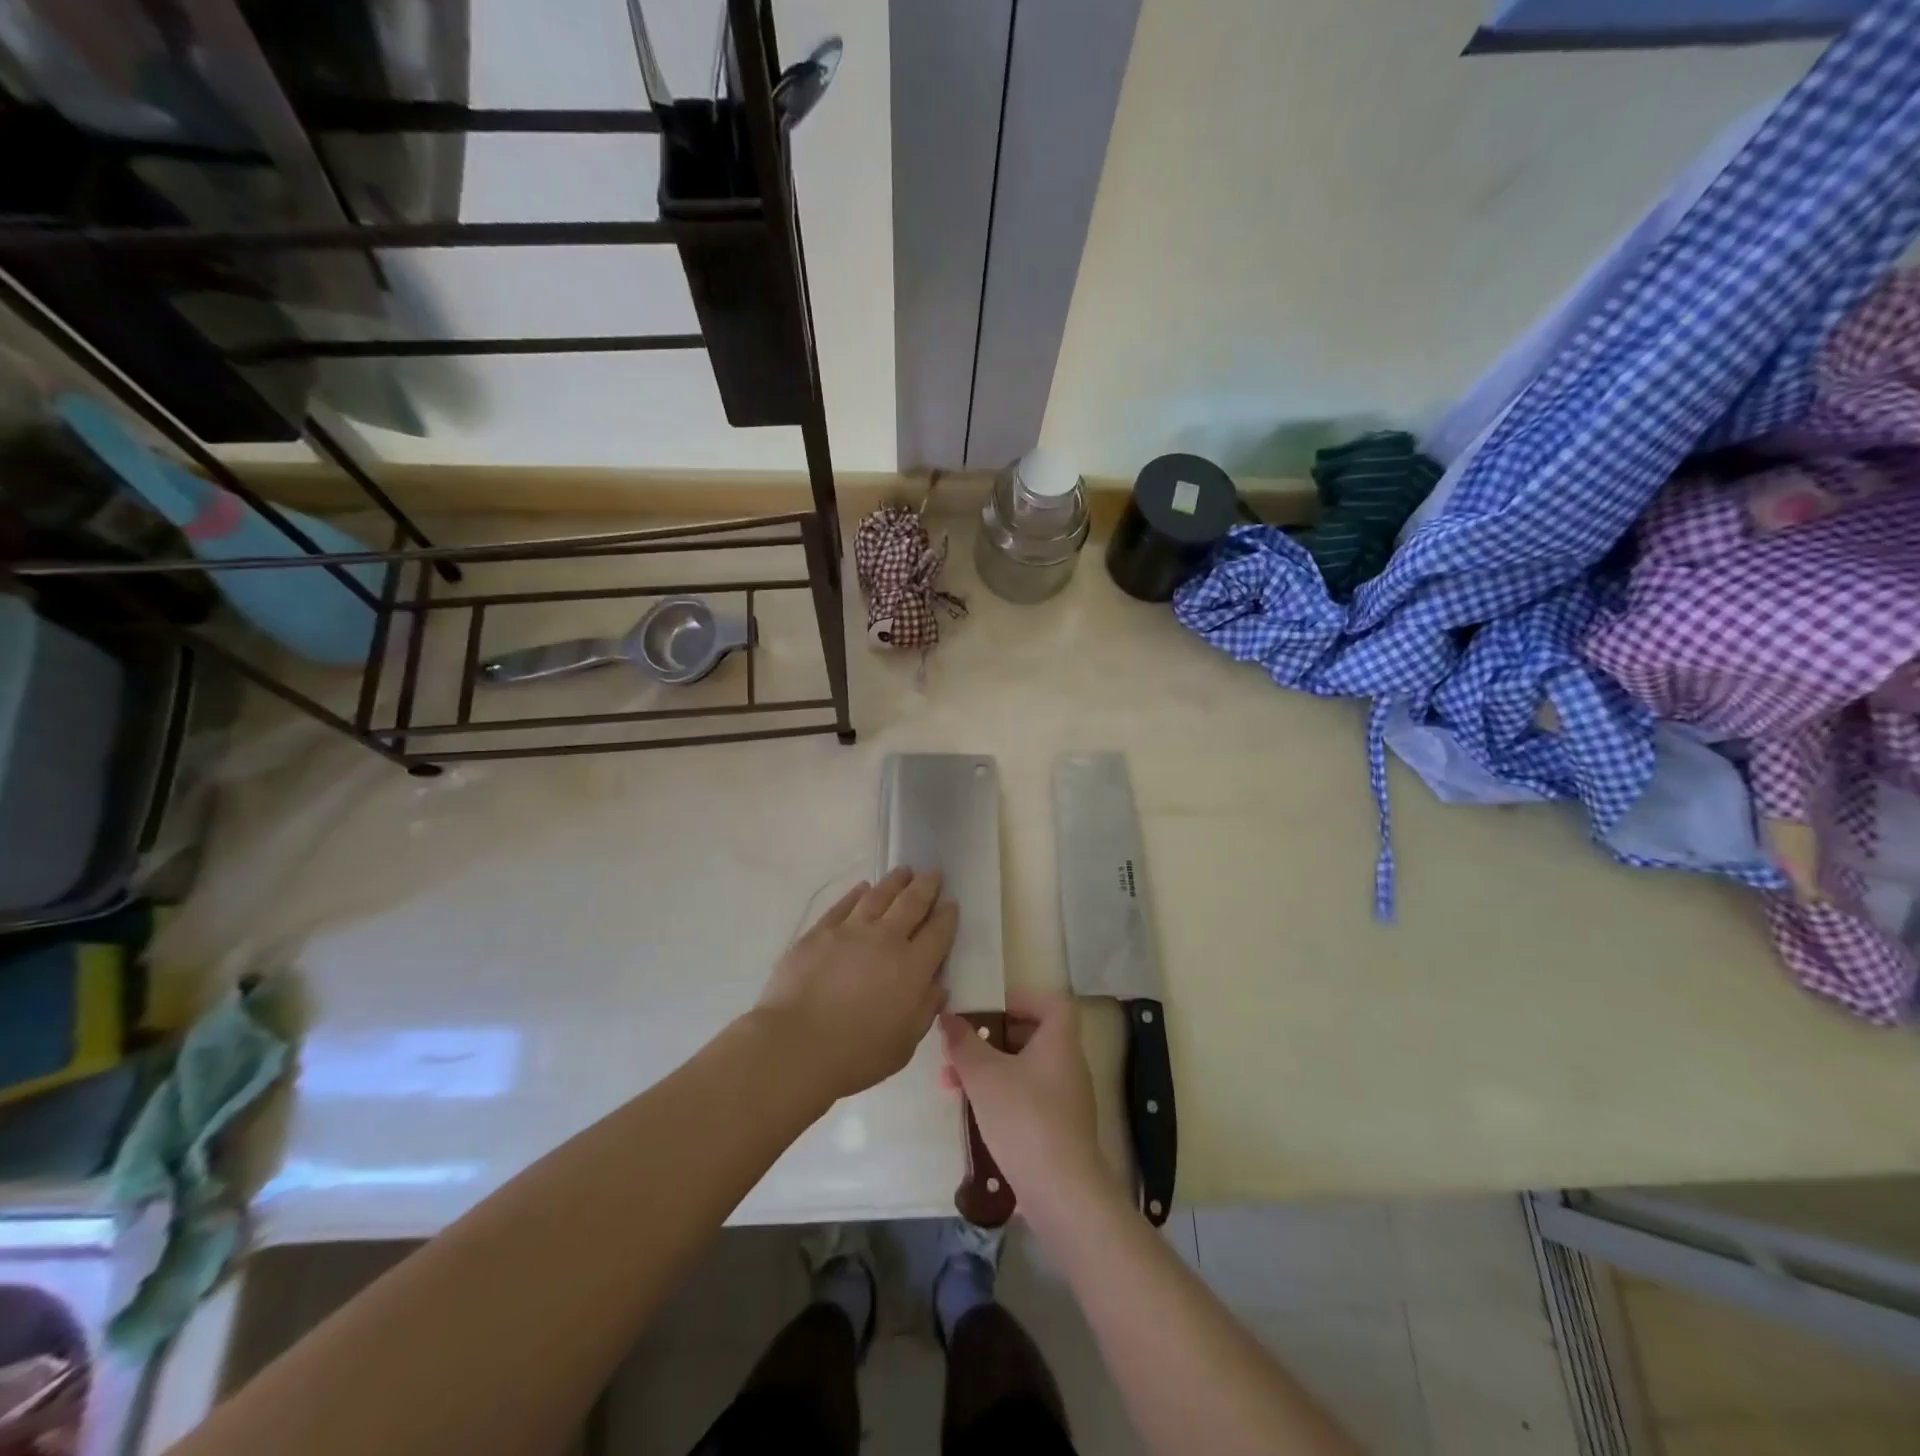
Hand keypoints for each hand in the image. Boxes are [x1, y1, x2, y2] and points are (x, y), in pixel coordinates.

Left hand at [757, 867, 957, 1100]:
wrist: (796, 1045)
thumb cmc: (855, 1055)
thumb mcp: (904, 1045)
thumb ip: (924, 1010)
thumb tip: (937, 986)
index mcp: (913, 968)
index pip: (938, 932)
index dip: (947, 916)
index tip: (952, 903)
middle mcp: (886, 939)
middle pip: (912, 903)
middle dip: (926, 886)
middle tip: (934, 873)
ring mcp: (850, 931)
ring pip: (879, 895)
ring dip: (895, 881)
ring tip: (905, 871)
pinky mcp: (820, 931)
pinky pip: (844, 904)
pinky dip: (857, 893)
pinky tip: (864, 888)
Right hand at [940, 989, 1109, 1217]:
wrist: (1061, 1192)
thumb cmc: (1024, 1118)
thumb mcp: (984, 1075)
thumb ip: (964, 1043)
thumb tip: (948, 1017)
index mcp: (1060, 1042)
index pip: (1052, 1003)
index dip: (1023, 999)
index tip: (991, 1009)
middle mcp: (1069, 1065)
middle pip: (1032, 1036)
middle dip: (991, 1039)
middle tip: (961, 1048)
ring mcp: (1066, 1100)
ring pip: (1024, 1070)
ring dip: (990, 1071)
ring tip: (952, 1084)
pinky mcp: (1059, 1130)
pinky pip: (1027, 1098)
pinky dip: (1001, 1096)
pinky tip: (973, 1113)